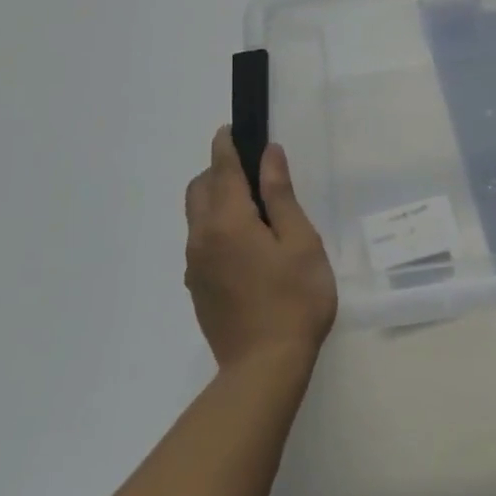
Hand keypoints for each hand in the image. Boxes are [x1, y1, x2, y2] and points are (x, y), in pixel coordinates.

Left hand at [184, 128, 337, 369]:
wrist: (265, 366)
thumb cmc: (295, 298)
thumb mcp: (300, 241)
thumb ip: (281, 196)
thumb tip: (269, 155)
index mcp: (228, 222)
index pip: (222, 170)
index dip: (226, 146)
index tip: (231, 129)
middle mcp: (202, 238)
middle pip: (199, 190)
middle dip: (217, 171)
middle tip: (250, 171)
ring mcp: (196, 266)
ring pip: (196, 217)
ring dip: (215, 200)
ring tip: (252, 208)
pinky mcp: (198, 288)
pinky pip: (200, 243)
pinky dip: (215, 227)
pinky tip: (245, 245)